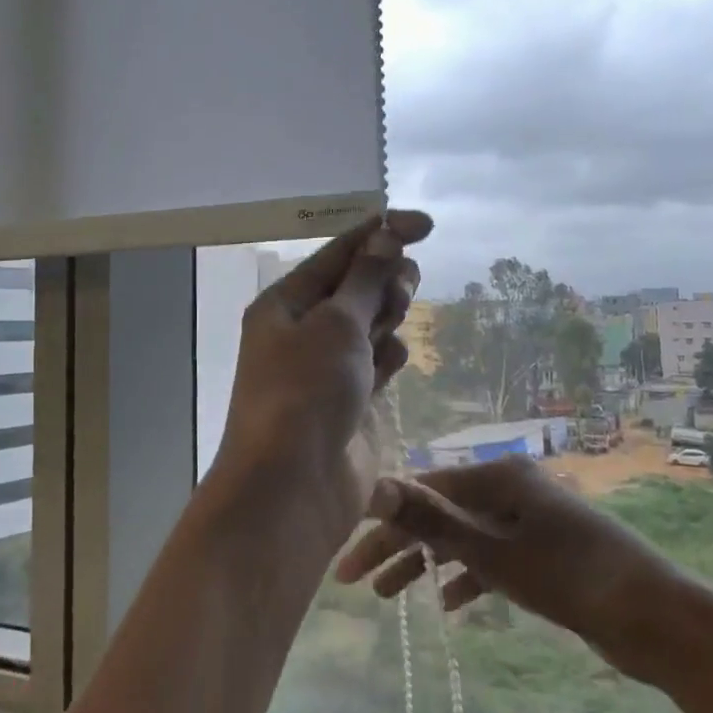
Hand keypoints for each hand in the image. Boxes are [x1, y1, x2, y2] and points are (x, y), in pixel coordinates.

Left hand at [210, 210, 432, 556]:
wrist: (293, 487)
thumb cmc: (306, 391)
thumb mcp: (336, 324)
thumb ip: (366, 280)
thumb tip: (384, 237)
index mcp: (285, 303)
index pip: (339, 254)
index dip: (382, 232)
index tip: (427, 224)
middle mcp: (303, 330)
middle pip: (356, 286)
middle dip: (385, 278)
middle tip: (403, 289)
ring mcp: (327, 367)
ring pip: (370, 322)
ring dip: (388, 315)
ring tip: (393, 324)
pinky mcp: (351, 399)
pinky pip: (377, 361)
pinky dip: (389, 354)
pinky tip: (394, 361)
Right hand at [335, 456, 703, 679]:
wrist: (657, 618)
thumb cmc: (571, 578)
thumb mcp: (494, 552)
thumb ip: (433, 520)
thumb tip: (377, 486)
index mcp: (499, 476)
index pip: (423, 493)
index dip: (383, 525)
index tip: (348, 559)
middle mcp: (511, 489)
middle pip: (441, 514)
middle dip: (400, 547)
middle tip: (360, 584)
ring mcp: (529, 520)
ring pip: (464, 538)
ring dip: (428, 564)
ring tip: (391, 597)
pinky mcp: (544, 551)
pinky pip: (492, 557)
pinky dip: (468, 576)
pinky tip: (450, 604)